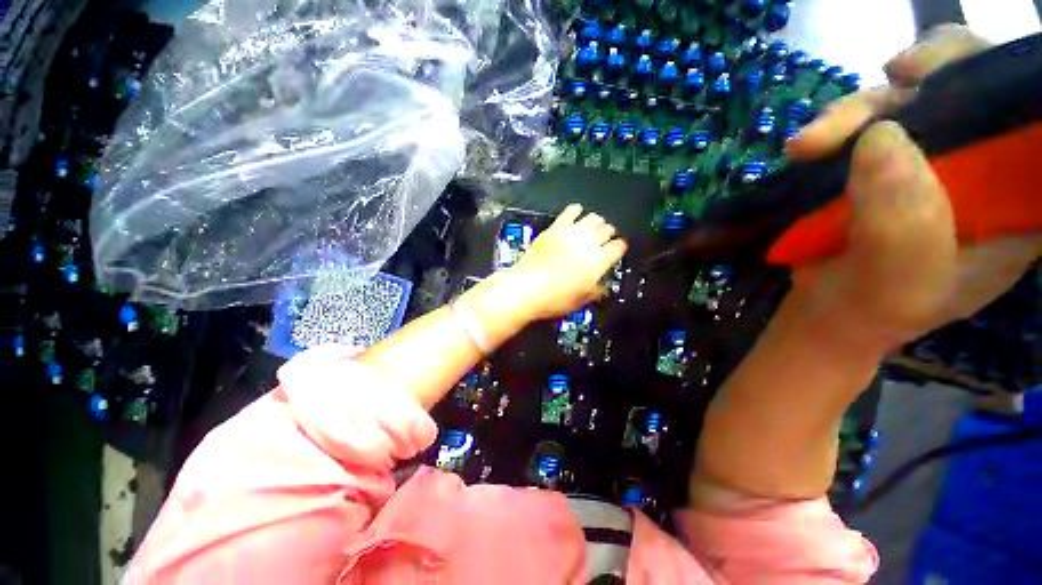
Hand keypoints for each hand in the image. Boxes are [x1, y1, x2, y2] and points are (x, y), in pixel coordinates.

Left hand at [509, 204, 627, 320]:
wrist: (526, 288)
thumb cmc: (555, 299)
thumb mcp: (580, 300)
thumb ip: (596, 290)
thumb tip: (602, 286)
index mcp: (598, 262)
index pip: (618, 247)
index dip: (619, 247)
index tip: (616, 250)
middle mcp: (588, 243)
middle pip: (606, 230)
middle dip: (608, 234)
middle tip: (603, 240)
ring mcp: (571, 233)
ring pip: (592, 218)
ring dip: (595, 223)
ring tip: (592, 228)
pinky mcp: (554, 228)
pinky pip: (570, 212)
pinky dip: (576, 210)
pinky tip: (577, 212)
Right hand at [785, 25, 1040, 352]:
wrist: (825, 310)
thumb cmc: (872, 309)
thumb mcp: (897, 284)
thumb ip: (902, 225)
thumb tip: (880, 137)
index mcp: (1018, 202)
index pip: (1032, 129)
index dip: (1006, 86)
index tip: (963, 74)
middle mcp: (985, 169)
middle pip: (977, 94)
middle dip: (938, 75)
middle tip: (898, 74)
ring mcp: (931, 161)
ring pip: (913, 100)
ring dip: (862, 110)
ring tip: (809, 144)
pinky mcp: (885, 160)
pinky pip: (869, 120)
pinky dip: (838, 125)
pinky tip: (809, 145)